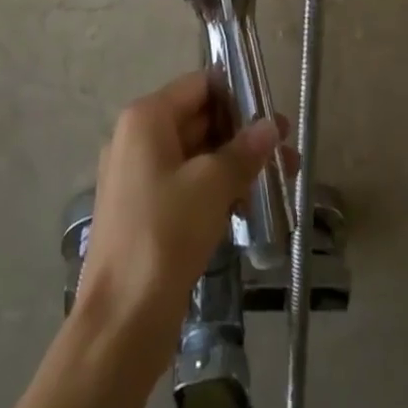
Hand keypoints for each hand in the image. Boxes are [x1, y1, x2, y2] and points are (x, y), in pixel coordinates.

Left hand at [77, 72, 280, 341]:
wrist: (121, 322)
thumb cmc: (165, 235)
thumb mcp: (212, 186)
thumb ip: (244, 151)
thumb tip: (271, 126)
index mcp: (146, 118)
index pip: (200, 85)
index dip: (238, 96)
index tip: (273, 117)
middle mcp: (137, 138)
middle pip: (198, 119)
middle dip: (243, 135)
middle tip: (286, 152)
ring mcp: (138, 176)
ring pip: (195, 155)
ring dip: (234, 165)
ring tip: (278, 183)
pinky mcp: (144, 211)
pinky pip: (185, 185)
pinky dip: (215, 190)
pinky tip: (247, 209)